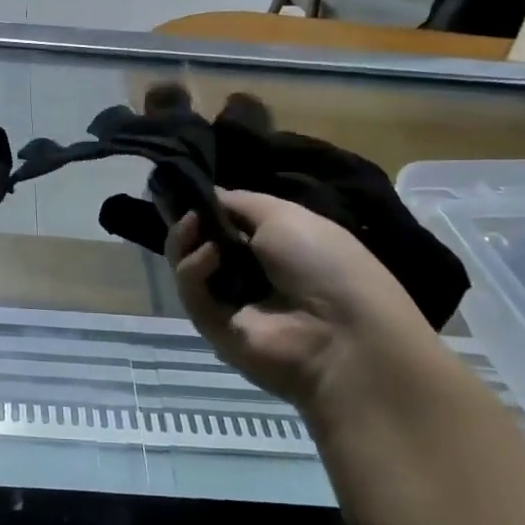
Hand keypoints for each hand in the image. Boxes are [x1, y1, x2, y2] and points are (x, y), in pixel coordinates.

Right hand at [167, 191, 437, 414]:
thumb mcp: (283, 215)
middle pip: (200, 244)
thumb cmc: (323, 262)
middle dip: (188, 223)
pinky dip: (193, 268)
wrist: (339, 332)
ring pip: (189, 267)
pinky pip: (192, 292)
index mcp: (275, 247)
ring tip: (192, 225)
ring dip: (184, 241)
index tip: (187, 191)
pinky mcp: (212, 328)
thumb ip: (238, 203)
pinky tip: (210, 254)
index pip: (227, 224)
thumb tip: (206, 195)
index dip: (206, 207)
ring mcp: (229, 302)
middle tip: (184, 210)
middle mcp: (250, 274)